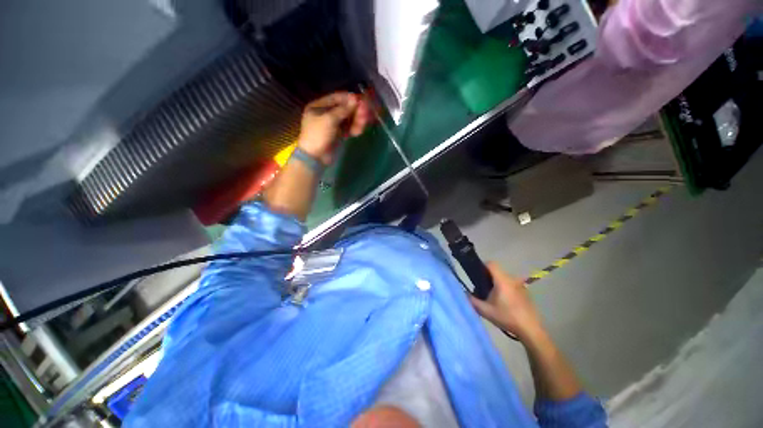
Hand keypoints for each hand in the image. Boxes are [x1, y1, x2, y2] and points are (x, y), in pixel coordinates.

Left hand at [297, 91, 371, 165]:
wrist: (315, 158)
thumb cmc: (318, 135)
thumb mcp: (329, 119)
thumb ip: (343, 109)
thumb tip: (355, 99)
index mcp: (319, 107)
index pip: (336, 98)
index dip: (349, 99)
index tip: (361, 100)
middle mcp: (326, 114)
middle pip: (344, 109)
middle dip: (355, 110)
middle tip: (366, 112)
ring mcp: (333, 126)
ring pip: (348, 120)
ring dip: (357, 120)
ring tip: (365, 121)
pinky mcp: (338, 135)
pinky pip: (348, 129)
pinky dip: (354, 129)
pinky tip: (360, 130)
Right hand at [470, 263, 544, 341]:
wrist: (530, 330)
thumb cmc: (507, 317)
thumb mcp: (485, 310)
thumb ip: (472, 300)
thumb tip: (464, 293)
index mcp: (502, 281)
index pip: (491, 264)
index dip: (482, 266)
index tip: (476, 274)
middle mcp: (512, 280)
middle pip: (496, 272)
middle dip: (487, 278)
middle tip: (482, 289)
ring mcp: (520, 286)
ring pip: (503, 279)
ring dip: (496, 284)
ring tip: (492, 298)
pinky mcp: (525, 293)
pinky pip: (511, 285)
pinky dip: (504, 289)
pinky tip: (504, 304)